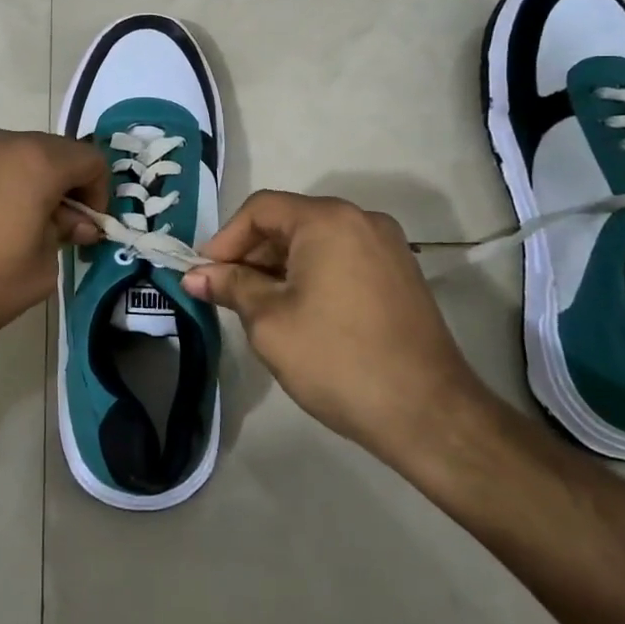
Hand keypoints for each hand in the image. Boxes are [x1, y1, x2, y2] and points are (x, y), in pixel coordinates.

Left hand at [0, 129, 108, 355]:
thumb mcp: (39, 270)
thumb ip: (64, 236)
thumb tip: (71, 222)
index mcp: (35, 161)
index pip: (90, 159)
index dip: (100, 193)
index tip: (88, 228)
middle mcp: (0, 142)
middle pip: (53, 152)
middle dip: (66, 186)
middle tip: (60, 230)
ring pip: (16, 157)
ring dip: (31, 185)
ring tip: (19, 230)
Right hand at [182, 192, 490, 461]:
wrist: (428, 414)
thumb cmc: (337, 360)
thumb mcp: (269, 322)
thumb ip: (231, 287)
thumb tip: (195, 275)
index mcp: (328, 220)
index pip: (260, 209)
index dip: (225, 239)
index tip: (205, 275)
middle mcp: (361, 219)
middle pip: (289, 221)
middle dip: (252, 254)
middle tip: (226, 293)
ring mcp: (387, 246)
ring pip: (315, 241)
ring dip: (280, 266)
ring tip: (257, 306)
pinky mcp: (400, 273)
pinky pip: (342, 257)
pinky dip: (312, 274)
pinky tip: (298, 310)